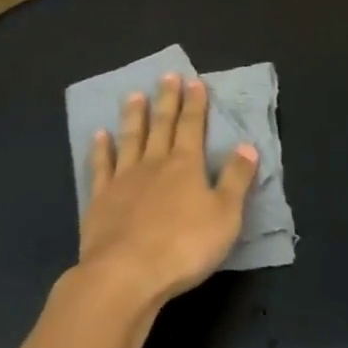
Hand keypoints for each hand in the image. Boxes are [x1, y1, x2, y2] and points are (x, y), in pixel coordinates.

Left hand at [78, 74, 259, 309]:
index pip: (191, 126)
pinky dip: (101, 149)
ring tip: (133, 95)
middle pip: (161, 125)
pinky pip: (101, 166)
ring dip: (134, 116)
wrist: (127, 273)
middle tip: (166, 75)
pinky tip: (99, 135)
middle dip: (166, 99)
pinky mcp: (100, 198)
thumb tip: (247, 145)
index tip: (193, 81)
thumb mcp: (225, 216)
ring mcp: (124, 178)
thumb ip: (236, 179)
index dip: (194, 104)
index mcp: (185, 165)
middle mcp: (153, 163)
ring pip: (130, 138)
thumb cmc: (184, 247)